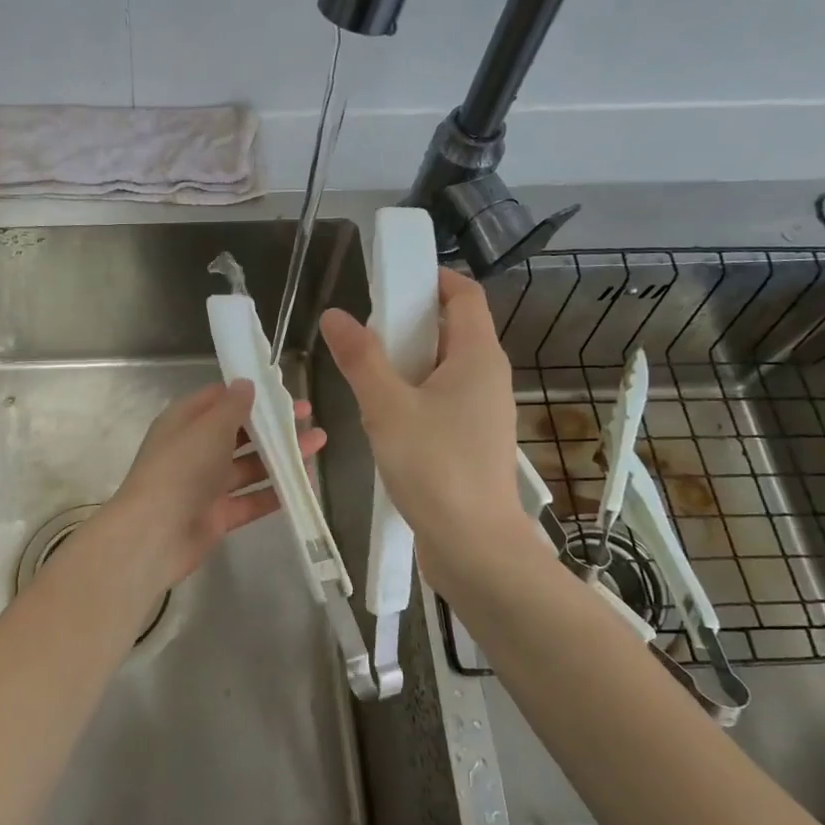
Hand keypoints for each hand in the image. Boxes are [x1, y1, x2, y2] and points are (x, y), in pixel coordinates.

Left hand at [103, 380, 325, 590]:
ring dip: (282, 456)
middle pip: (239, 433)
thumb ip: (232, 406)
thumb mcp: (208, 428)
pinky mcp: (218, 515)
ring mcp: (207, 485)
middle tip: (310, 417)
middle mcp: (195, 450)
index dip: (250, 393)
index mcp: (185, 422)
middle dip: (273, 426)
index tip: (282, 391)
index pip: (219, 400)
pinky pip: (252, 499)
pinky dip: (276, 492)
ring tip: (319, 445)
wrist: (154, 534)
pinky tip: (306, 484)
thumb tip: (246, 384)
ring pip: (250, 466)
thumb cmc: (180, 469)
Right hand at [319, 268, 527, 598]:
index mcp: (478, 357)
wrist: (474, 546)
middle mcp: (488, 378)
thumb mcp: (387, 407)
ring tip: (367, 371)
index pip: (464, 295)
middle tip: (367, 329)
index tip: (392, 279)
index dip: (433, 277)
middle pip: (454, 329)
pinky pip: (444, 400)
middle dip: (411, 321)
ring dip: (410, 361)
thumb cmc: (434, 467)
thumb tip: (336, 315)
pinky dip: (416, 393)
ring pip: (446, 368)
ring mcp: (483, 413)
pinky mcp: (472, 442)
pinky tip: (384, 415)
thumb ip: (361, 359)